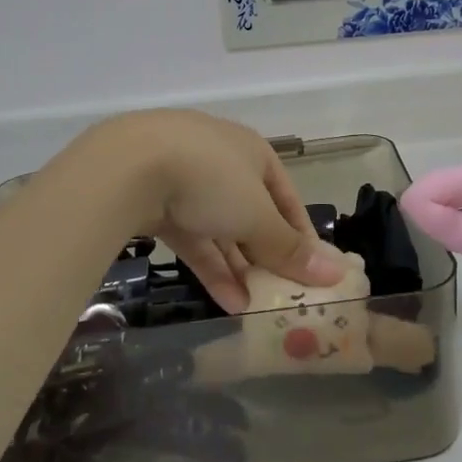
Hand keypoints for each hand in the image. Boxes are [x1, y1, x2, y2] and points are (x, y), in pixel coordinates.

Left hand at [73, 110, 344, 312]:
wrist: (126, 167)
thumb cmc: (210, 180)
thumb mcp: (257, 217)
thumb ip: (290, 248)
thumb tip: (335, 274)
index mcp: (253, 152)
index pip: (287, 197)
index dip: (302, 235)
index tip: (313, 271)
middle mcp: (222, 162)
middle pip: (253, 214)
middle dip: (266, 256)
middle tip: (282, 294)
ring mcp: (184, 181)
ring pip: (220, 230)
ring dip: (239, 269)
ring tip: (256, 309)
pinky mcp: (155, 203)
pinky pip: (192, 239)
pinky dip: (210, 268)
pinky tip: (227, 303)